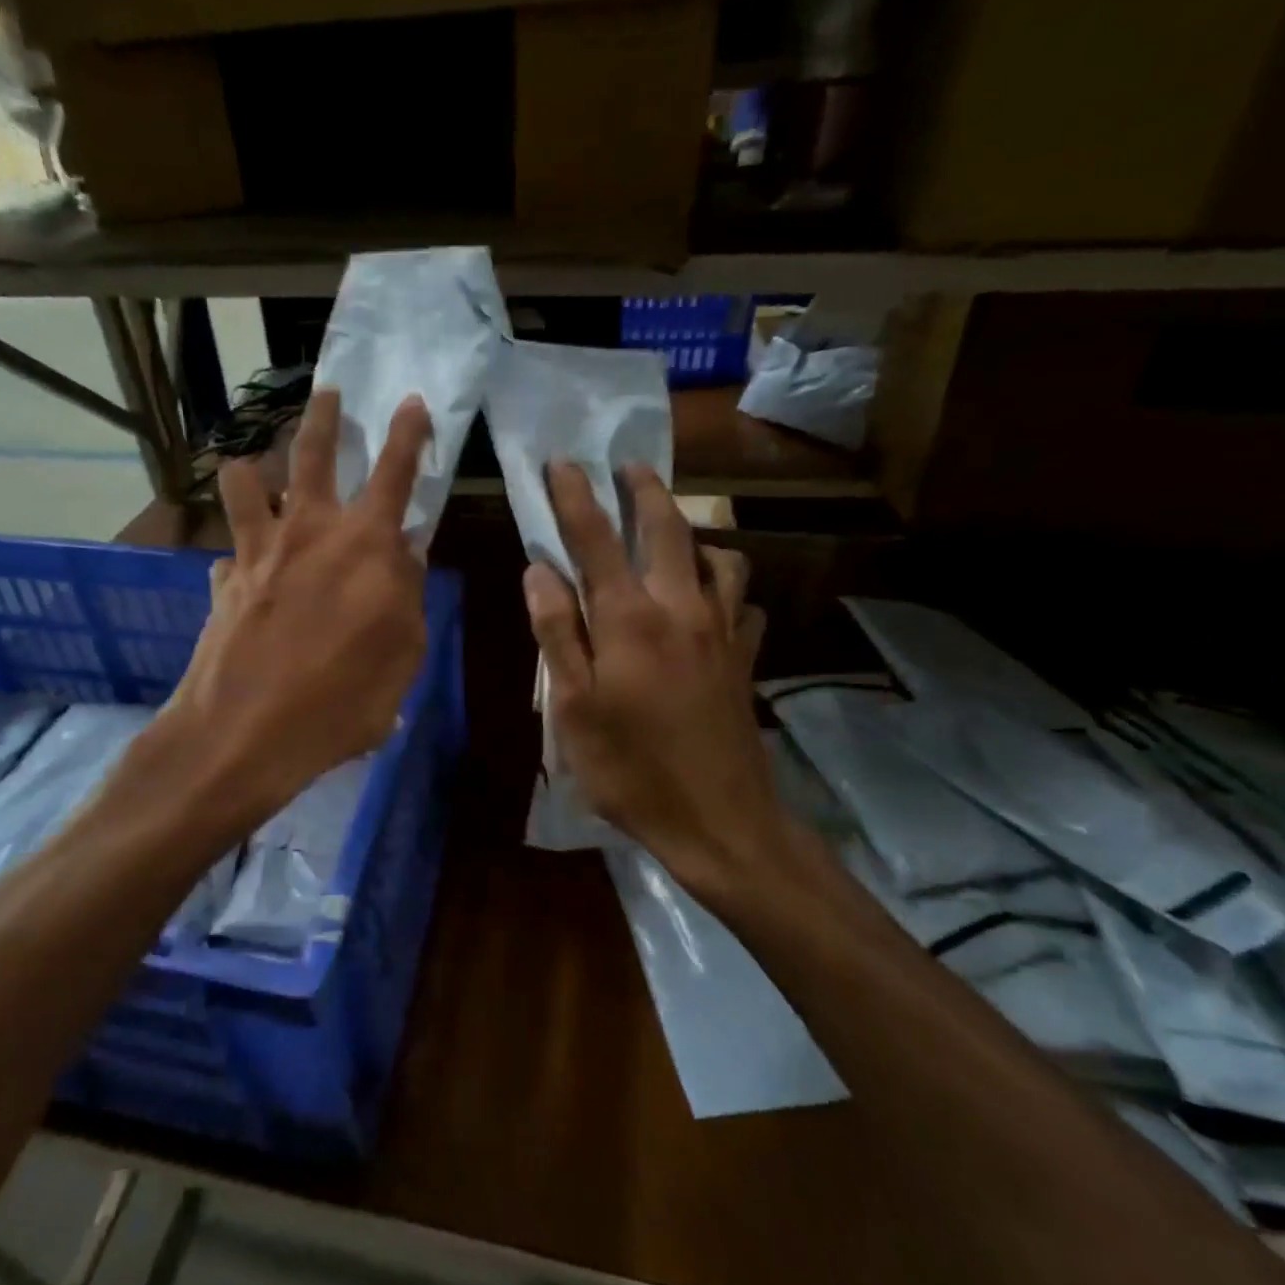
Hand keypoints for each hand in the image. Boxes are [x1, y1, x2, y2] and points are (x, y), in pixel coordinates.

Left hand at [164, 389, 431, 811]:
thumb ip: (406, 596)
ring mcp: (257, 551)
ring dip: (253, 467)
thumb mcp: (403, 655)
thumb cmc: (342, 702)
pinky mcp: (223, 582)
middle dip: (323, 416)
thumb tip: (404, 555)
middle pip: (311, 452)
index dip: (407, 432)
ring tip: (256, 469)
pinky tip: (244, 575)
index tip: (411, 402)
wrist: (246, 735)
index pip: (394, 471)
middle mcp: (307, 530)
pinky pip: (229, 552)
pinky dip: (241, 555)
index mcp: (364, 544)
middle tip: (328, 393)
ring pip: (245, 482)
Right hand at [523, 463, 786, 893]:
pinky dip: (726, 590)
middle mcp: (682, 609)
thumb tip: (539, 570)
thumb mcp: (572, 709)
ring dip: (692, 534)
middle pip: (666, 529)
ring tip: (671, 534)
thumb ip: (556, 633)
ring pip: (717, 558)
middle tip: (626, 466)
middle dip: (643, 491)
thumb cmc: (631, 770)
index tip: (562, 463)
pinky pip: (744, 604)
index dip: (575, 497)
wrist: (719, 821)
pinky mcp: (745, 659)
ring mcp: (723, 632)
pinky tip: (714, 603)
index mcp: (630, 620)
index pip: (596, 539)